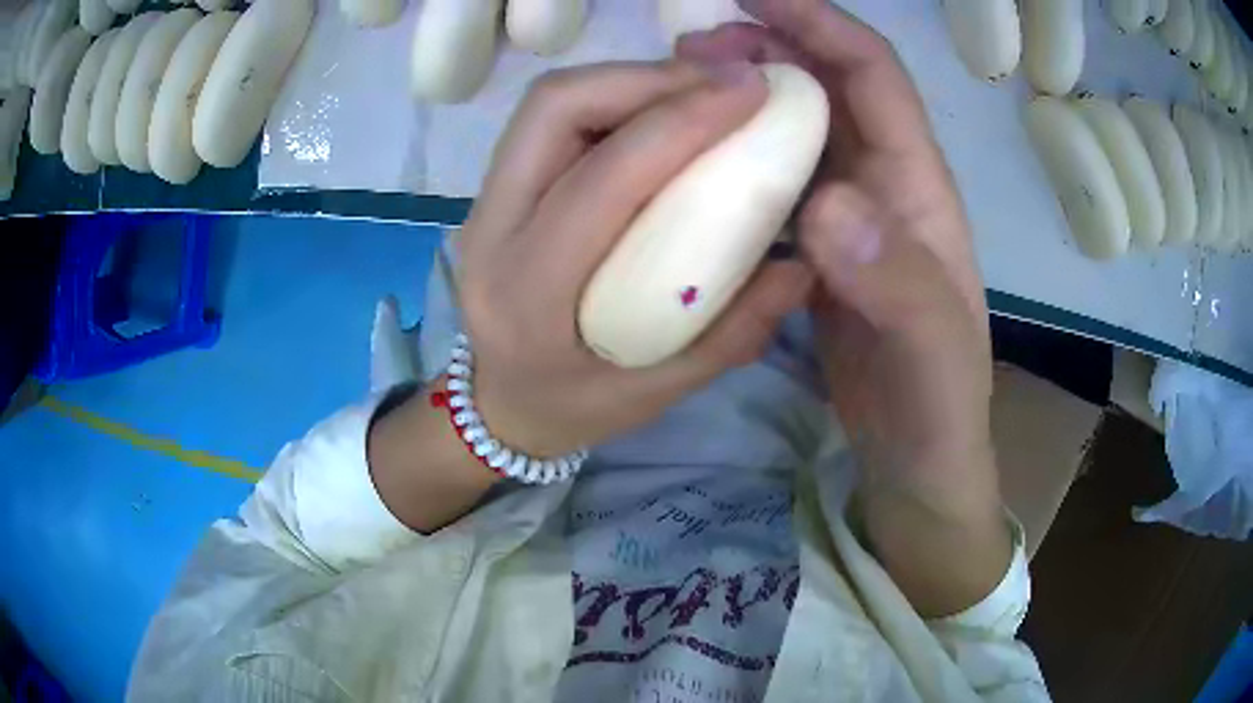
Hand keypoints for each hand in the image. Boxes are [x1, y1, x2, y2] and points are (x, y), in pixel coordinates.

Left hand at [459, 60, 812, 458]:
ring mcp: (482, 204)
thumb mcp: (661, 392)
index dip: (680, 122)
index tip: (750, 95)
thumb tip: (805, 264)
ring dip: (629, 81)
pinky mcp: (494, 188)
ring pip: (548, 104)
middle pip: (554, 110)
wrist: (501, 404)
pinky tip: (659, 114)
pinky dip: (612, 99)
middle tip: (723, 86)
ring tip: (698, 92)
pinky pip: (550, 120)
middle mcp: (491, 234)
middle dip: (646, 78)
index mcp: (530, 295)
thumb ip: (736, 331)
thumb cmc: (577, 408)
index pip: (604, 181)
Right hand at [678, 0, 1008, 615]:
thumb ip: (897, 281)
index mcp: (918, 187)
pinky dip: (738, 159)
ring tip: (678, 92)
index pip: (873, 75)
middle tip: (689, 48)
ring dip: (744, 99)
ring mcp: (851, 216)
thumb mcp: (930, 352)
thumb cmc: (937, 406)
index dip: (820, 23)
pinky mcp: (822, 250)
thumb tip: (829, 204)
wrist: (919, 459)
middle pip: (826, 87)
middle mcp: (885, 184)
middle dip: (767, 48)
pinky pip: (777, 183)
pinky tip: (694, 165)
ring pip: (796, 130)